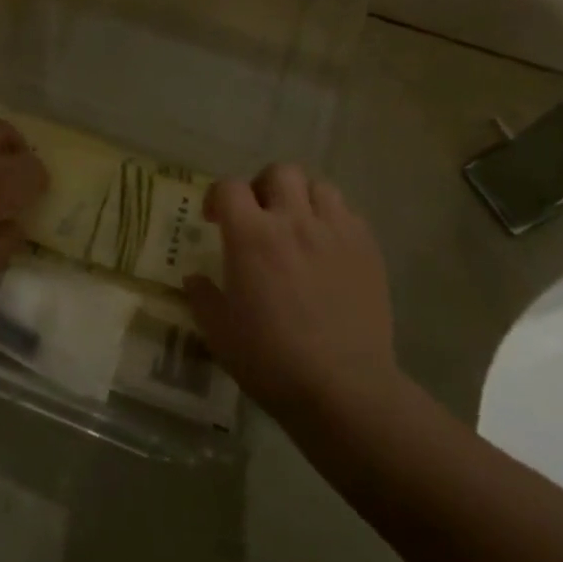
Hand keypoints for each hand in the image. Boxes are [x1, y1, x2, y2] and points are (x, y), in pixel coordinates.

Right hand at [183, 164, 403, 422]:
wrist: (344, 389)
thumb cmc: (271, 360)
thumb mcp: (219, 331)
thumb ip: (202, 295)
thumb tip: (195, 277)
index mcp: (251, 236)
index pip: (228, 187)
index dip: (216, 197)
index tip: (214, 220)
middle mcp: (294, 221)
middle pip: (279, 172)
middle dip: (263, 187)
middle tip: (258, 216)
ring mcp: (335, 232)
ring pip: (319, 186)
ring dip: (302, 198)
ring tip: (297, 226)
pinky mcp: (367, 249)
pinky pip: (348, 214)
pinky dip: (333, 220)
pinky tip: (327, 248)